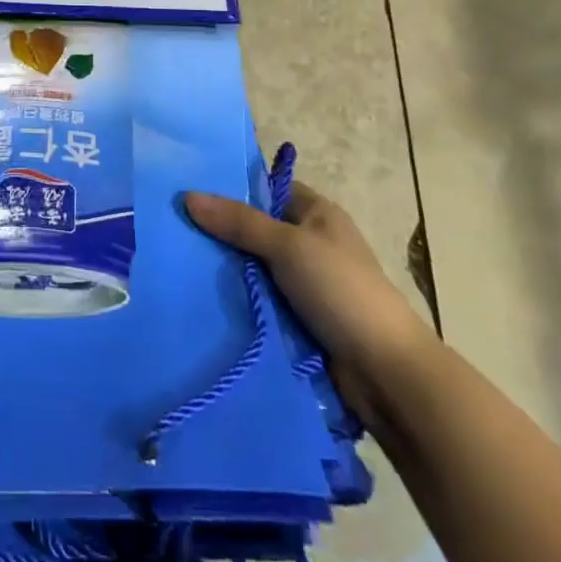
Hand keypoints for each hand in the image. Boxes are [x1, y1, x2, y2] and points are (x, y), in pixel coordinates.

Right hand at [184, 182, 434, 425]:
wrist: (385, 372)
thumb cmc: (341, 291)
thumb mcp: (288, 246)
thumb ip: (239, 222)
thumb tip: (187, 196)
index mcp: (318, 214)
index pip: (268, 189)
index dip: (233, 189)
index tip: (189, 191)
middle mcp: (311, 243)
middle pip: (256, 229)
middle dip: (222, 232)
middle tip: (175, 229)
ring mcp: (306, 284)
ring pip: (254, 268)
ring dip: (227, 271)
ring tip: (178, 262)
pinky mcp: (299, 319)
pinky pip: (259, 300)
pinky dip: (238, 300)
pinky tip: (201, 297)